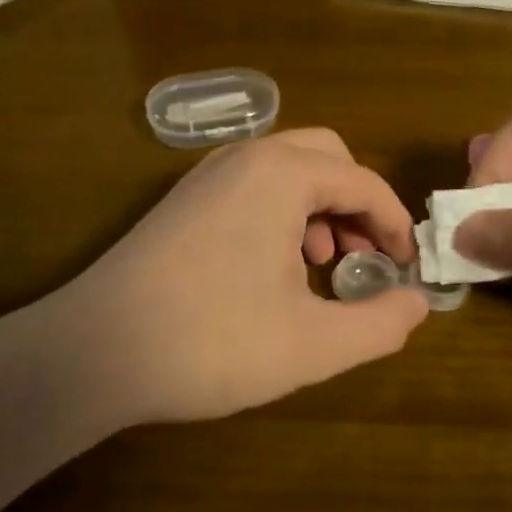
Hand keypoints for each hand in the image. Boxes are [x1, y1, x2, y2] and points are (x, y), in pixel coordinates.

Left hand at [62, 127, 428, 424]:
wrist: (93, 353)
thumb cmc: (212, 342)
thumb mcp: (314, 345)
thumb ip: (380, 323)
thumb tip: (418, 303)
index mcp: (281, 174)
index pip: (363, 183)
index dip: (395, 227)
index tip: (406, 271)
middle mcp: (243, 158)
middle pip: (325, 158)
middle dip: (356, 205)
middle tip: (362, 261)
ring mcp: (204, 177)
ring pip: (285, 171)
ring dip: (318, 208)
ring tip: (320, 268)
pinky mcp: (180, 203)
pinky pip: (250, 188)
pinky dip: (279, 215)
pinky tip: (270, 271)